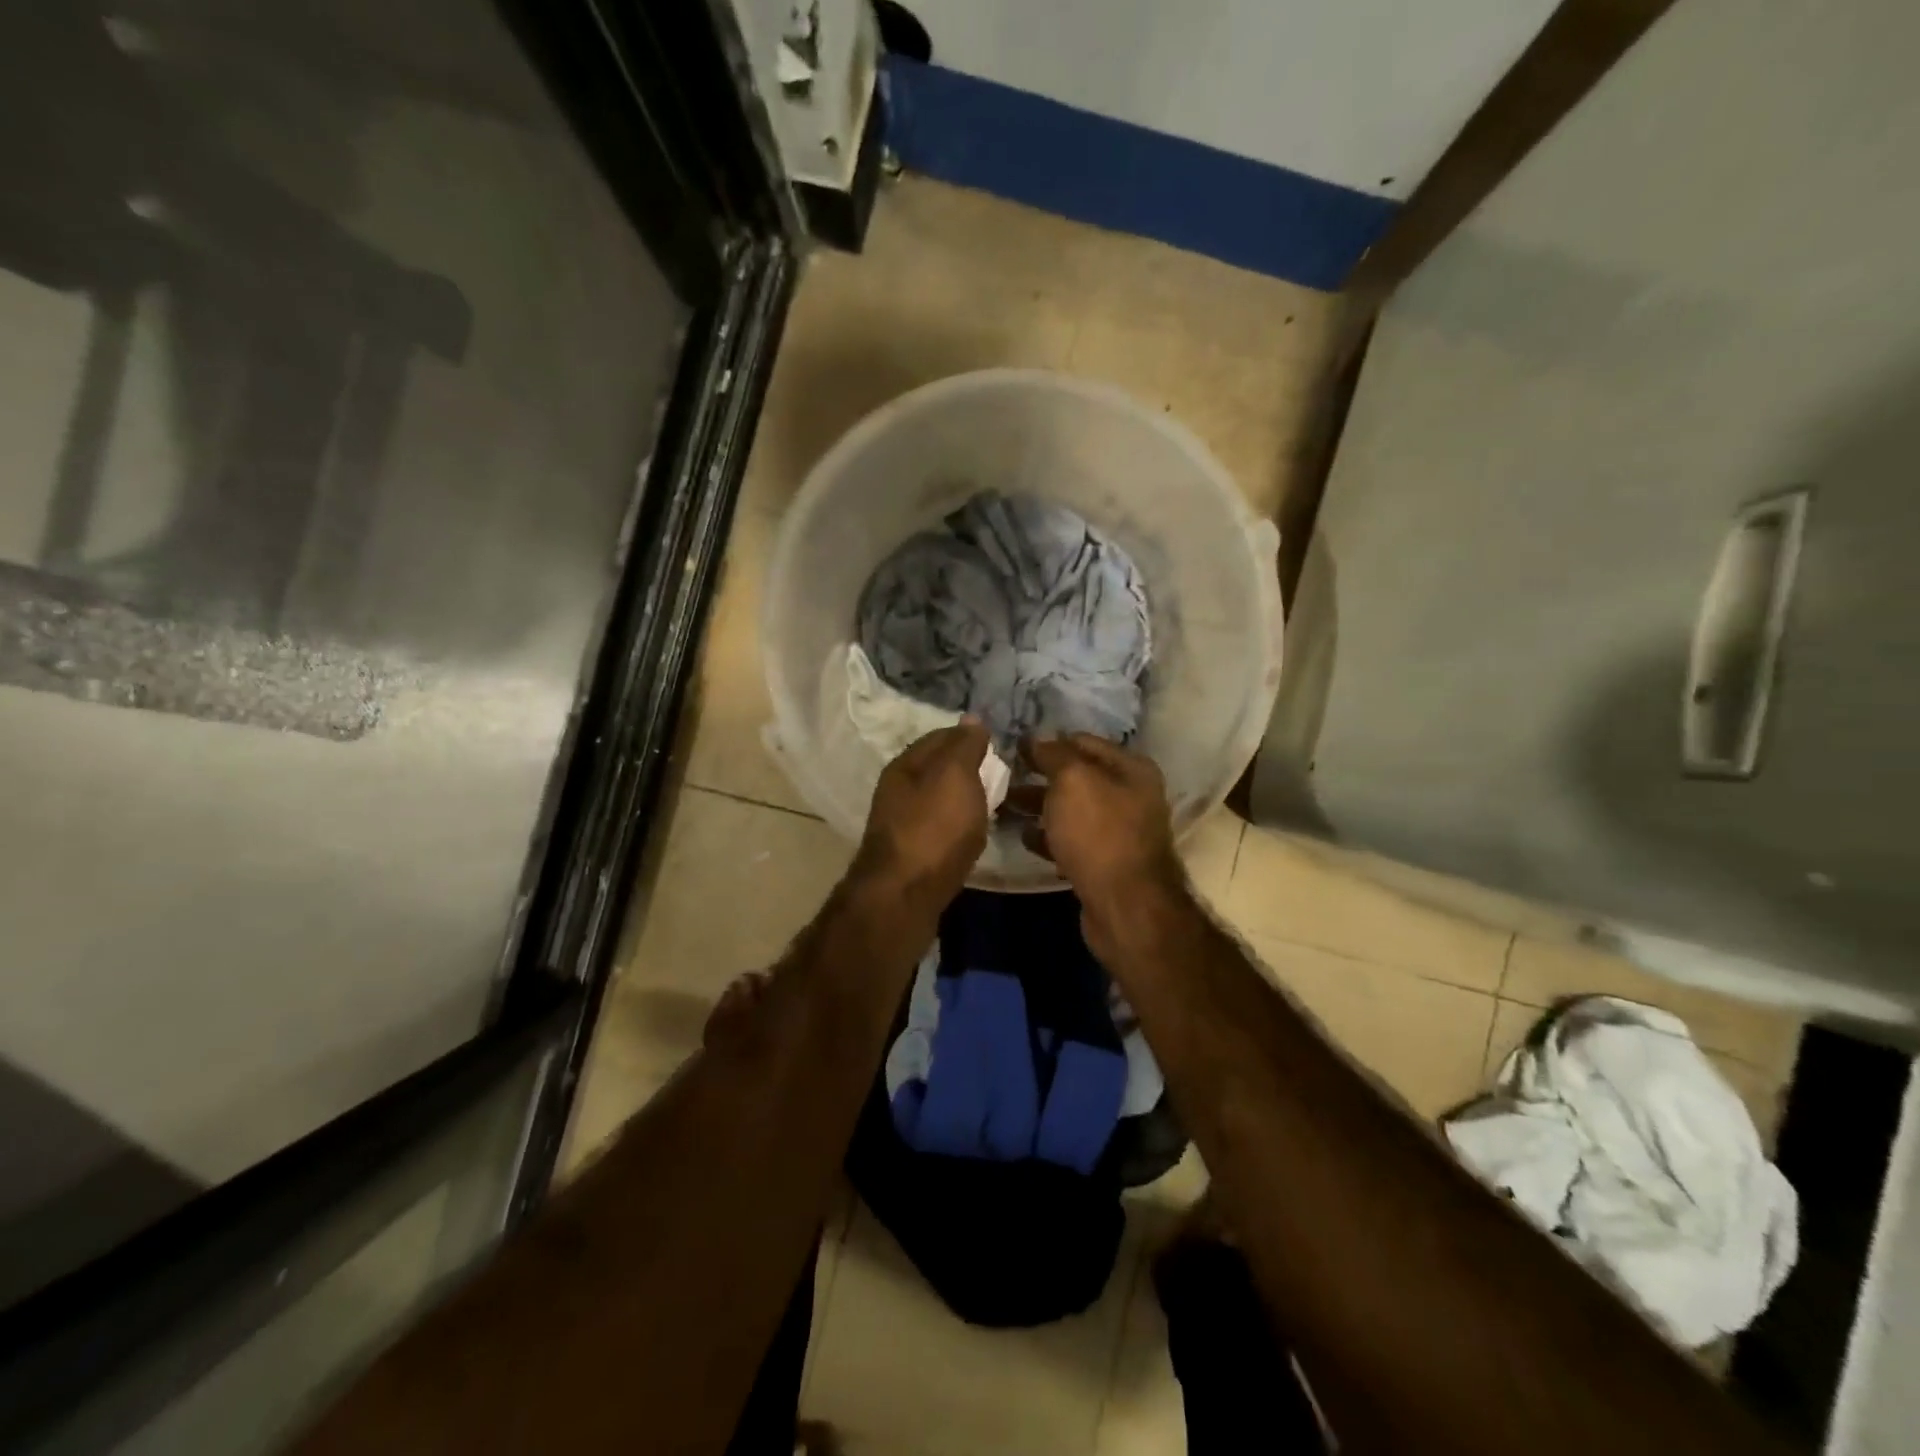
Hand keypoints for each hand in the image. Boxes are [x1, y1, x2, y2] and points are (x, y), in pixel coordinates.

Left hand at [853, 720, 990, 906]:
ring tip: (995, 800)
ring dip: (963, 797)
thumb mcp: (954, 775)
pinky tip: (974, 831)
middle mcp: (898, 790)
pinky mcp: (911, 855)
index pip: (940, 736)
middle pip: (937, 769)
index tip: (999, 742)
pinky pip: (940, 827)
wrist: (905, 896)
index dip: (969, 735)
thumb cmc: (933, 828)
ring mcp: (902, 824)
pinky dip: (959, 824)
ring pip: (938, 799)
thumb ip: (964, 746)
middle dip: (967, 767)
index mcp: (904, 765)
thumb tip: (971, 719)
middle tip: (1002, 771)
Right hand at [1016, 736, 1182, 915]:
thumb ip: (1054, 754)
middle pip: (1077, 777)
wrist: (1125, 906)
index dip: (1048, 742)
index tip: (1013, 748)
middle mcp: (1130, 795)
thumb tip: (1036, 739)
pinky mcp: (1105, 862)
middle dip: (1040, 776)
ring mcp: (1118, 831)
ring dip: (1039, 807)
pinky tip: (1023, 837)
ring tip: (1004, 806)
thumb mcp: (1073, 781)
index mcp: (1131, 768)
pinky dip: (1048, 837)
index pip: (1082, 742)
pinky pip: (1071, 840)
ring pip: (1071, 810)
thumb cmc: (1099, 833)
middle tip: (1003, 777)